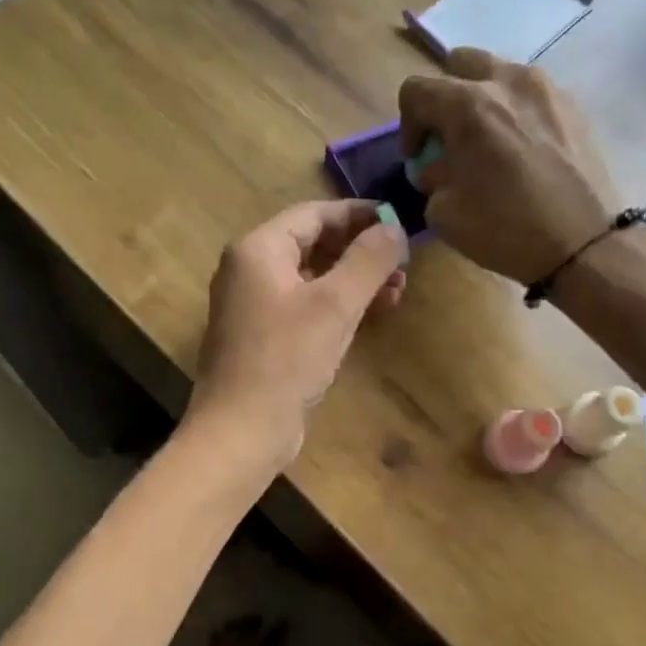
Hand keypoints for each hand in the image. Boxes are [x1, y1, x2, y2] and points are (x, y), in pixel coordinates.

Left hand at [187, 200, 407, 466]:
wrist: (242, 430)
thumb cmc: (287, 360)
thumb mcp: (335, 305)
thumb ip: (368, 259)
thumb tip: (394, 227)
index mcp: (258, 249)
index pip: (314, 214)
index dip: (360, 214)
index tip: (399, 222)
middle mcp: (249, 269)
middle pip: (313, 243)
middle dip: (360, 251)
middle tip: (404, 264)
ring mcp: (253, 305)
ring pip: (311, 277)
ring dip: (353, 280)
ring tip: (397, 292)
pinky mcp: (262, 336)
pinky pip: (304, 305)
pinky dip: (336, 305)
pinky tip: (368, 316)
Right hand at [399, 48, 617, 285]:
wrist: (584, 244)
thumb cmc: (506, 229)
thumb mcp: (444, 213)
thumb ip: (432, 178)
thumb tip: (439, 168)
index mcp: (468, 105)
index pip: (416, 90)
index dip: (408, 125)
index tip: (417, 157)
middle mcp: (507, 82)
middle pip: (460, 64)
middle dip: (446, 98)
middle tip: (451, 138)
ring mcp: (547, 89)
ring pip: (501, 75)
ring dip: (485, 102)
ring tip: (491, 143)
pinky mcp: (575, 106)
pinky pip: (533, 96)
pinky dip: (518, 114)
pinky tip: (524, 152)